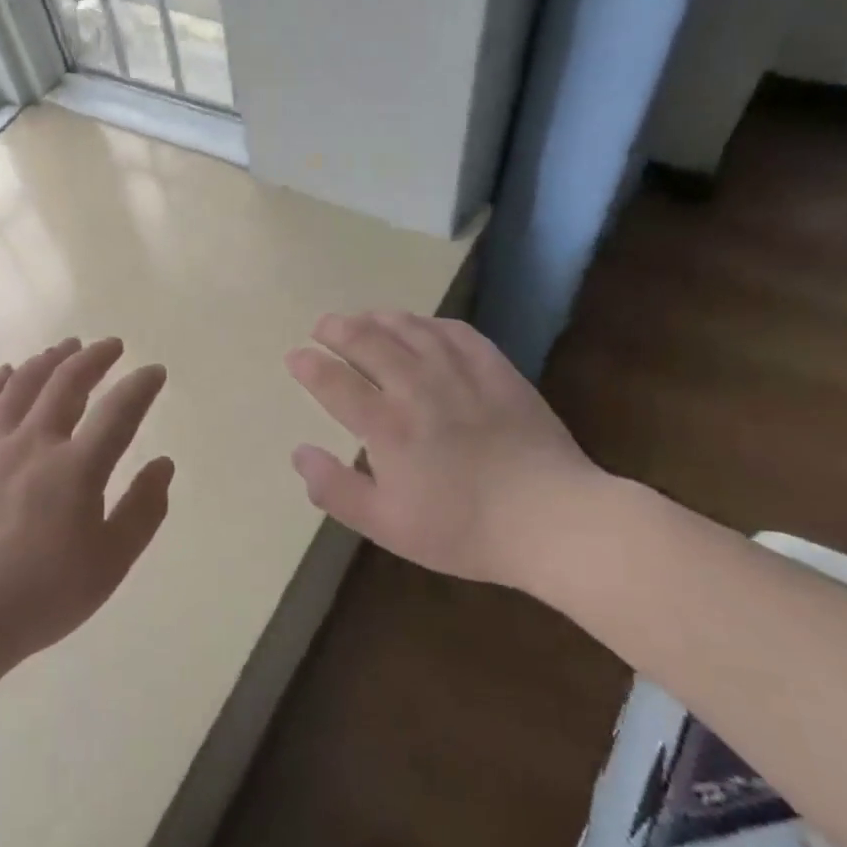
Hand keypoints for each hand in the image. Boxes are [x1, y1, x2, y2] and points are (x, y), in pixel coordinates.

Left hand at [0, 337, 172, 682]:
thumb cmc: (44, 595)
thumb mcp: (111, 563)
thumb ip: (143, 509)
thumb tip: (163, 464)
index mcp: (76, 468)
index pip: (118, 411)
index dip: (141, 386)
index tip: (155, 371)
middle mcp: (34, 443)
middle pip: (66, 383)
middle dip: (94, 358)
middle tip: (111, 346)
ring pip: (21, 385)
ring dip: (47, 360)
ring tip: (65, 347)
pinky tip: (6, 372)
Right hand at [285, 312, 607, 592]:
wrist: (552, 519)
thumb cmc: (463, 529)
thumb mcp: (386, 525)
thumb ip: (336, 489)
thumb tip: (299, 453)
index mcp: (387, 426)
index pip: (335, 382)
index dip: (309, 365)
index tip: (294, 355)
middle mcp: (417, 388)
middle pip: (368, 342)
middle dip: (338, 329)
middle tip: (323, 325)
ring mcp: (460, 373)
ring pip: (410, 328)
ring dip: (379, 318)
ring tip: (364, 317)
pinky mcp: (496, 370)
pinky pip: (456, 331)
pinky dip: (430, 322)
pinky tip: (423, 326)